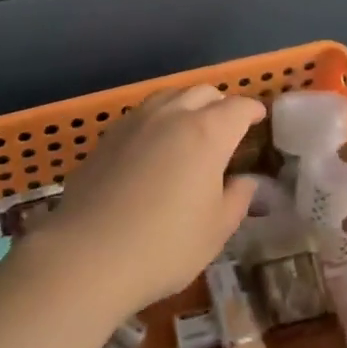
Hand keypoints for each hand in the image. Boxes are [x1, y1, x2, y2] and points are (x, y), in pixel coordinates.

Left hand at [34, 85, 263, 314]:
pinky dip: (158, 118)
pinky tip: (155, 143)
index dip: (252, 110)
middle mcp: (172, 115)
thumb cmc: (164, 246)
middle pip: (203, 92)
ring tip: (191, 127)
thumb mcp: (215, 231)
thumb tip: (246, 181)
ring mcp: (136, 121)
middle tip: (228, 125)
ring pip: (169, 95)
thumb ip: (237, 199)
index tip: (259, 118)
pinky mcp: (108, 136)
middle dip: (221, 103)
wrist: (87, 255)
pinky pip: (142, 113)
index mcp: (208, 133)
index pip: (238, 107)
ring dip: (187, 104)